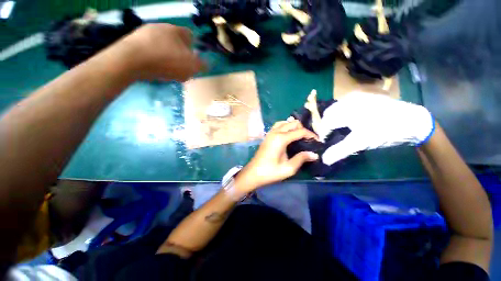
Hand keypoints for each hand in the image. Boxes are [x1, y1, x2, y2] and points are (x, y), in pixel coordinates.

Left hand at [117, 24, 205, 80]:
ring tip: (168, 71)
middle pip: (176, 41)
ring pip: (163, 45)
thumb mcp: (191, 66)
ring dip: (167, 57)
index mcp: (177, 31)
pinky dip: (155, 59)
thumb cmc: (167, 61)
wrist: (131, 60)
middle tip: (182, 68)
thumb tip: (207, 65)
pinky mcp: (133, 41)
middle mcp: (161, 27)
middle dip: (180, 54)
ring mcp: (146, 33)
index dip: (193, 47)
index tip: (193, 59)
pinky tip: (155, 68)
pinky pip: (150, 50)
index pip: (190, 35)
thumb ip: (201, 65)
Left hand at [235, 120, 318, 192]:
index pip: (300, 131)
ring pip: (285, 122)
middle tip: (309, 139)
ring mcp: (270, 133)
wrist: (253, 173)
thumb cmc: (270, 172)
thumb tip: (314, 154)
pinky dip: (286, 127)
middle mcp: (275, 132)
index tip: (318, 141)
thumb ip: (301, 159)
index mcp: (281, 139)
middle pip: (293, 123)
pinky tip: (289, 135)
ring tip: (299, 136)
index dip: (311, 135)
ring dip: (293, 126)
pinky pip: (278, 126)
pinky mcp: (267, 136)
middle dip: (303, 129)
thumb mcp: (288, 168)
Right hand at [318, 91, 434, 164]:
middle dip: (326, 124)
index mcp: (346, 111)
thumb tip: (324, 160)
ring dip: (333, 118)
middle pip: (328, 113)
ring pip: (336, 108)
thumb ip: (340, 151)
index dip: (323, 133)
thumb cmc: (385, 131)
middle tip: (331, 135)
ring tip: (339, 128)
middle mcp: (348, 100)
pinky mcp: (364, 97)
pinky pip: (346, 104)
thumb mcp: (361, 143)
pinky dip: (342, 113)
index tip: (325, 142)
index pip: (325, 123)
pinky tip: (349, 121)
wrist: (413, 120)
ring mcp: (357, 97)